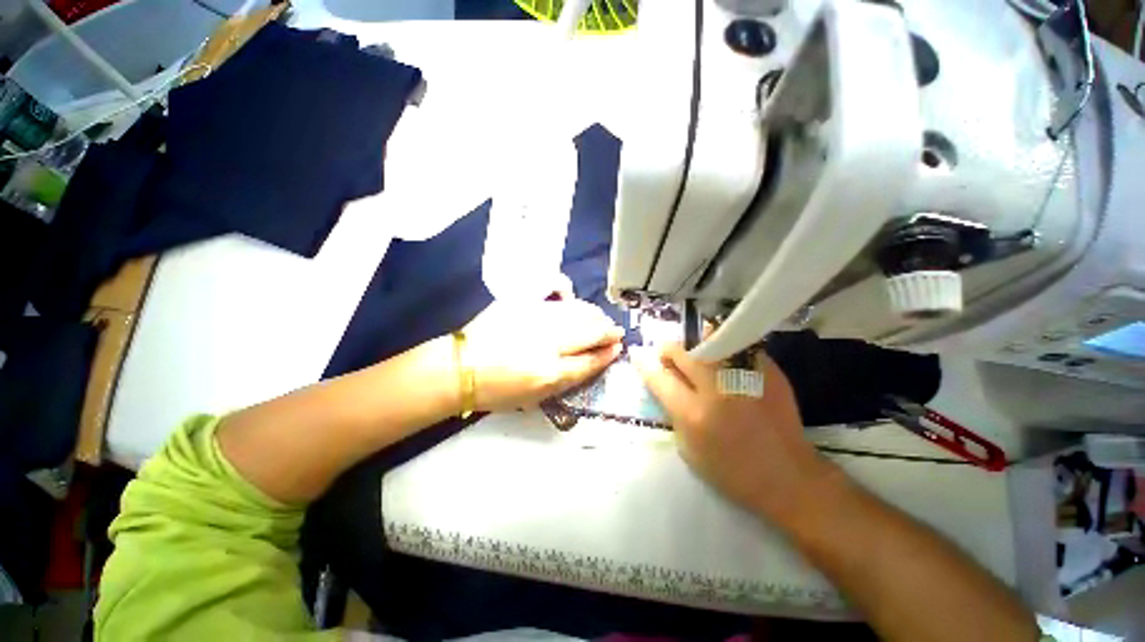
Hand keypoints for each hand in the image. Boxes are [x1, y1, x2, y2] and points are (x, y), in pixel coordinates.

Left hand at [462, 299, 623, 411]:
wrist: (461, 368)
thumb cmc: (498, 391)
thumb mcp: (536, 398)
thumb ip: (566, 380)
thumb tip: (590, 361)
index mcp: (550, 373)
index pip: (589, 361)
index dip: (607, 354)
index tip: (617, 348)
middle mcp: (547, 343)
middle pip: (589, 332)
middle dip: (607, 331)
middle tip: (615, 331)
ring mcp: (534, 318)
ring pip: (576, 312)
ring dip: (594, 315)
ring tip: (600, 318)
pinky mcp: (522, 302)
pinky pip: (553, 293)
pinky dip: (569, 296)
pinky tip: (574, 300)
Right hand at [632, 343, 836, 520]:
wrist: (788, 476)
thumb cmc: (731, 471)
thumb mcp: (689, 450)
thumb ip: (673, 413)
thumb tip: (665, 385)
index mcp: (693, 413)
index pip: (659, 378)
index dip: (645, 364)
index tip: (638, 354)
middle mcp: (716, 389)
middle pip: (682, 353)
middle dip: (668, 349)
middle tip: (667, 353)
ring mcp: (744, 377)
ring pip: (710, 341)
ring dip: (695, 344)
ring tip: (694, 350)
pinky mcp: (767, 372)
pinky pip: (737, 347)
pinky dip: (724, 348)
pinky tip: (723, 357)